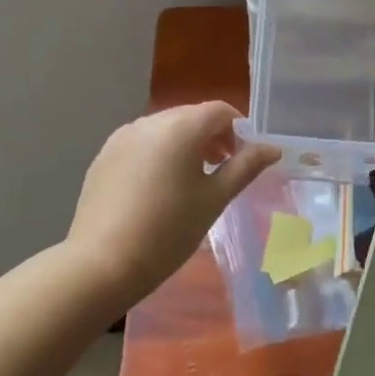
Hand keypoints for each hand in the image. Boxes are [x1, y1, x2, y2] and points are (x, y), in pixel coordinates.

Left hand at [64, 102, 279, 308]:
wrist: (101, 264)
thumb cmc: (168, 231)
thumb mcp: (214, 199)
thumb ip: (245, 167)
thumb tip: (273, 148)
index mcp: (181, 127)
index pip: (220, 111)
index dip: (239, 129)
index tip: (244, 158)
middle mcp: (150, 121)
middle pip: (191, 116)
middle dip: (212, 136)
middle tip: (222, 169)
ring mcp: (122, 137)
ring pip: (165, 129)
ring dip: (185, 144)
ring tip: (192, 180)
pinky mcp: (104, 155)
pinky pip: (141, 143)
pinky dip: (158, 154)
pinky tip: (158, 189)